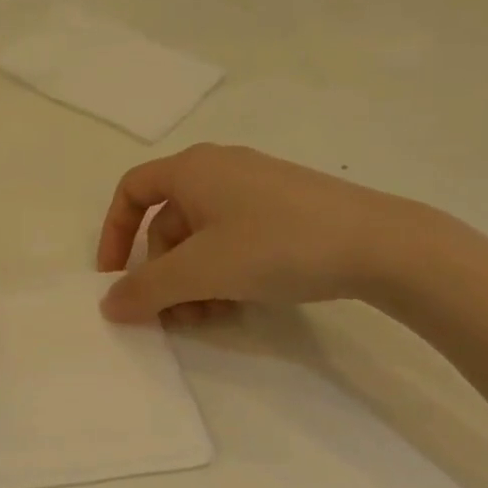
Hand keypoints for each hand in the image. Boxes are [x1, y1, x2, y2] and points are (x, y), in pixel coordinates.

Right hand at [95, 144, 430, 322]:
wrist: (379, 244)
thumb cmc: (275, 245)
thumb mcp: (201, 271)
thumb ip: (146, 289)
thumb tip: (108, 305)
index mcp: (192, 169)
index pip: (132, 191)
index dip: (113, 233)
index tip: (114, 277)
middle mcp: (219, 170)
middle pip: (168, 223)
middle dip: (162, 273)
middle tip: (171, 315)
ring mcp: (256, 189)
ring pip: (202, 237)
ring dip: (193, 281)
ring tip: (207, 318)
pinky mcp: (286, 209)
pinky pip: (235, 239)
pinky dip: (224, 273)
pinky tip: (238, 306)